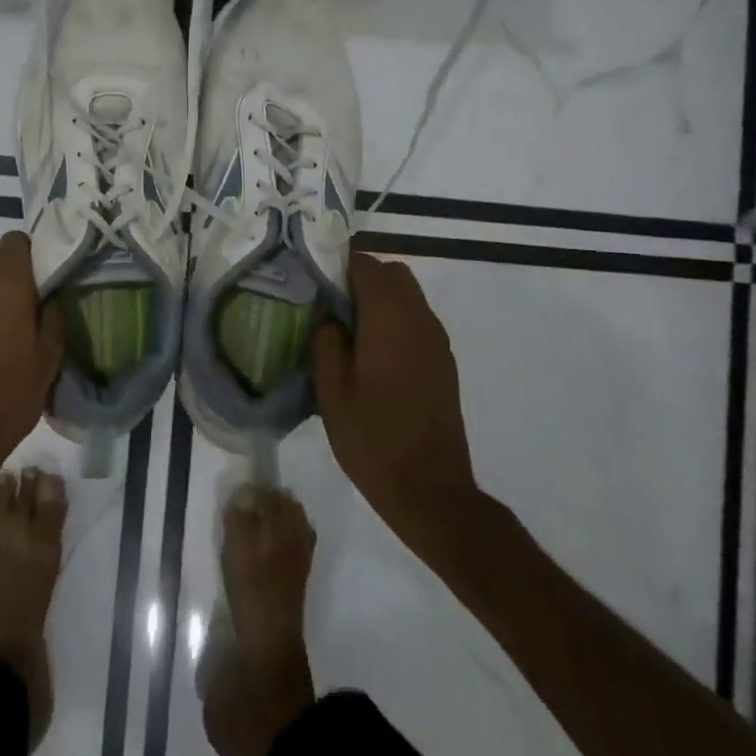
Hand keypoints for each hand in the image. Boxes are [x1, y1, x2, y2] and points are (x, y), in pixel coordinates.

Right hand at [311, 253, 481, 556]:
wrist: (431, 490)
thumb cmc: (373, 438)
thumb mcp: (331, 390)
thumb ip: (325, 340)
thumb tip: (328, 316)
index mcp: (390, 319)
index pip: (366, 265)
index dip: (337, 267)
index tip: (313, 285)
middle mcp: (419, 319)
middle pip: (392, 274)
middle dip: (360, 280)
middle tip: (329, 308)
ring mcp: (436, 341)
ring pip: (407, 296)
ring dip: (378, 301)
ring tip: (346, 333)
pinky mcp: (442, 362)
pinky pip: (416, 321)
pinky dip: (393, 321)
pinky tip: (371, 356)